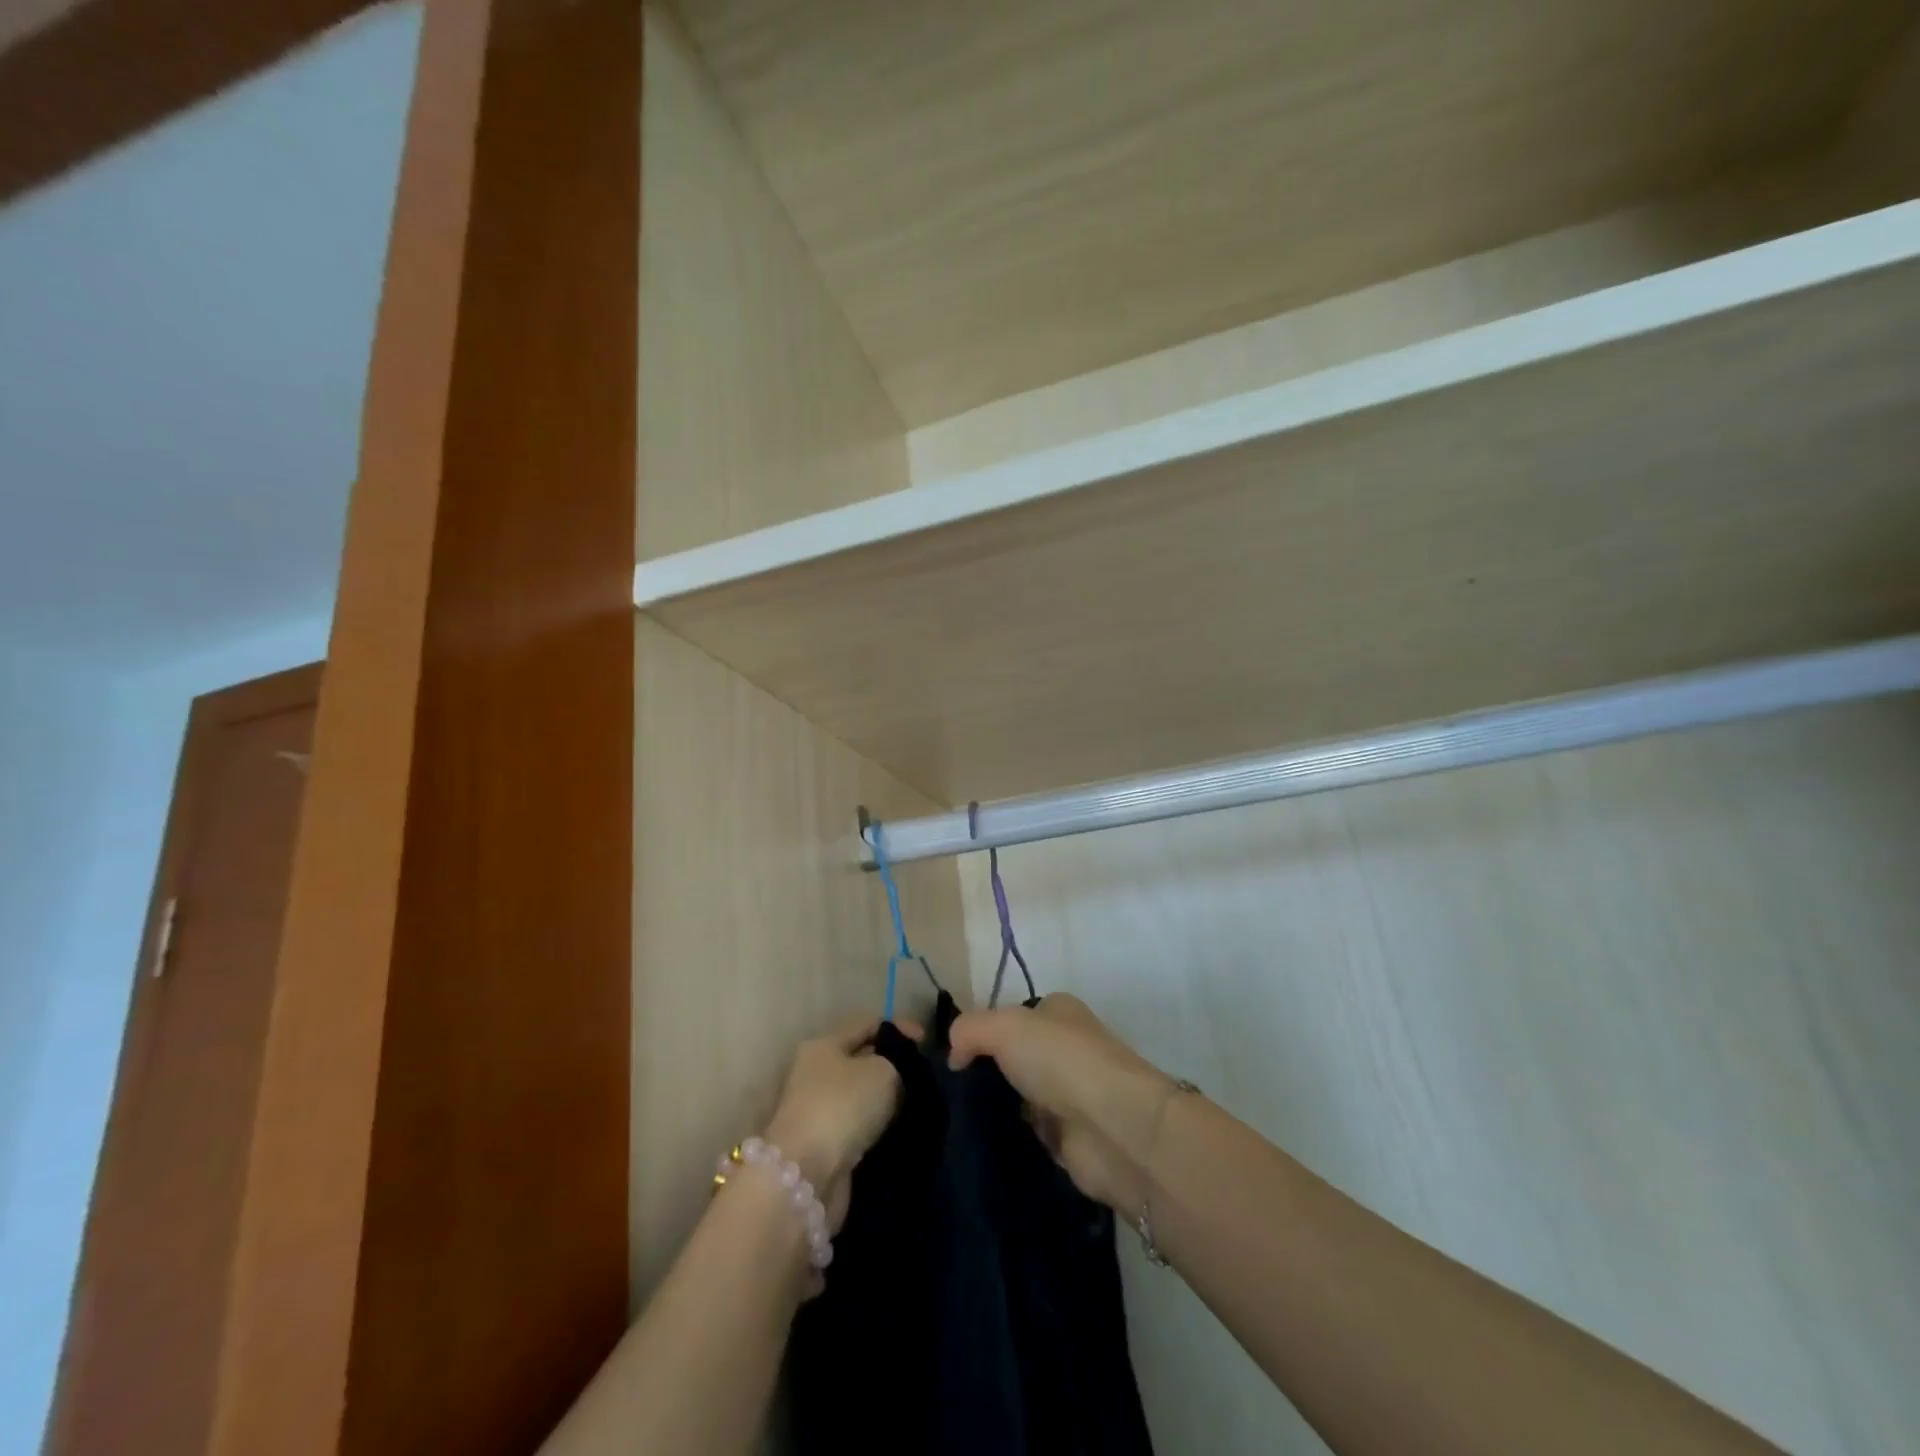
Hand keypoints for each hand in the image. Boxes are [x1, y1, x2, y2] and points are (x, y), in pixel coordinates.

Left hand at [762, 1015, 913, 1233]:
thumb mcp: (882, 1070)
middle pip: (864, 1060)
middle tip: (927, 1077)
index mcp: (824, 1044)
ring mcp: (819, 1111)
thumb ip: (897, 1063)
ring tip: (920, 1104)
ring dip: (889, 1100)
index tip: (928, 1044)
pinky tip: (903, 1129)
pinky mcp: (826, 1145)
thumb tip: (898, 1074)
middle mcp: (817, 1073)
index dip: (901, 1027)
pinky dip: (880, 1127)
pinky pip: (861, 1126)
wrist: (808, 1176)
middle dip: (895, 1066)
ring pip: (864, 1096)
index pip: (869, 1024)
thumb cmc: (843, 1106)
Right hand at [949, 994, 1173, 1213]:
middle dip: (983, 1073)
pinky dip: (1007, 1138)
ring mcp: (1068, 1094)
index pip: (1010, 1017)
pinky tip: (978, 1144)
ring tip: (953, 1120)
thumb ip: (969, 1030)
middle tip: (947, 1093)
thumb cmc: (1060, 1060)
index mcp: (1058, 1011)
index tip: (950, 1057)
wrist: (1113, 1128)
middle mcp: (1065, 1048)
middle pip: (1012, 1058)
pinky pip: (1025, 1133)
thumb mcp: (1004, 1026)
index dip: (980, 1033)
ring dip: (993, 1108)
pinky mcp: (1068, 1138)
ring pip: (1016, 1097)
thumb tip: (954, 1056)